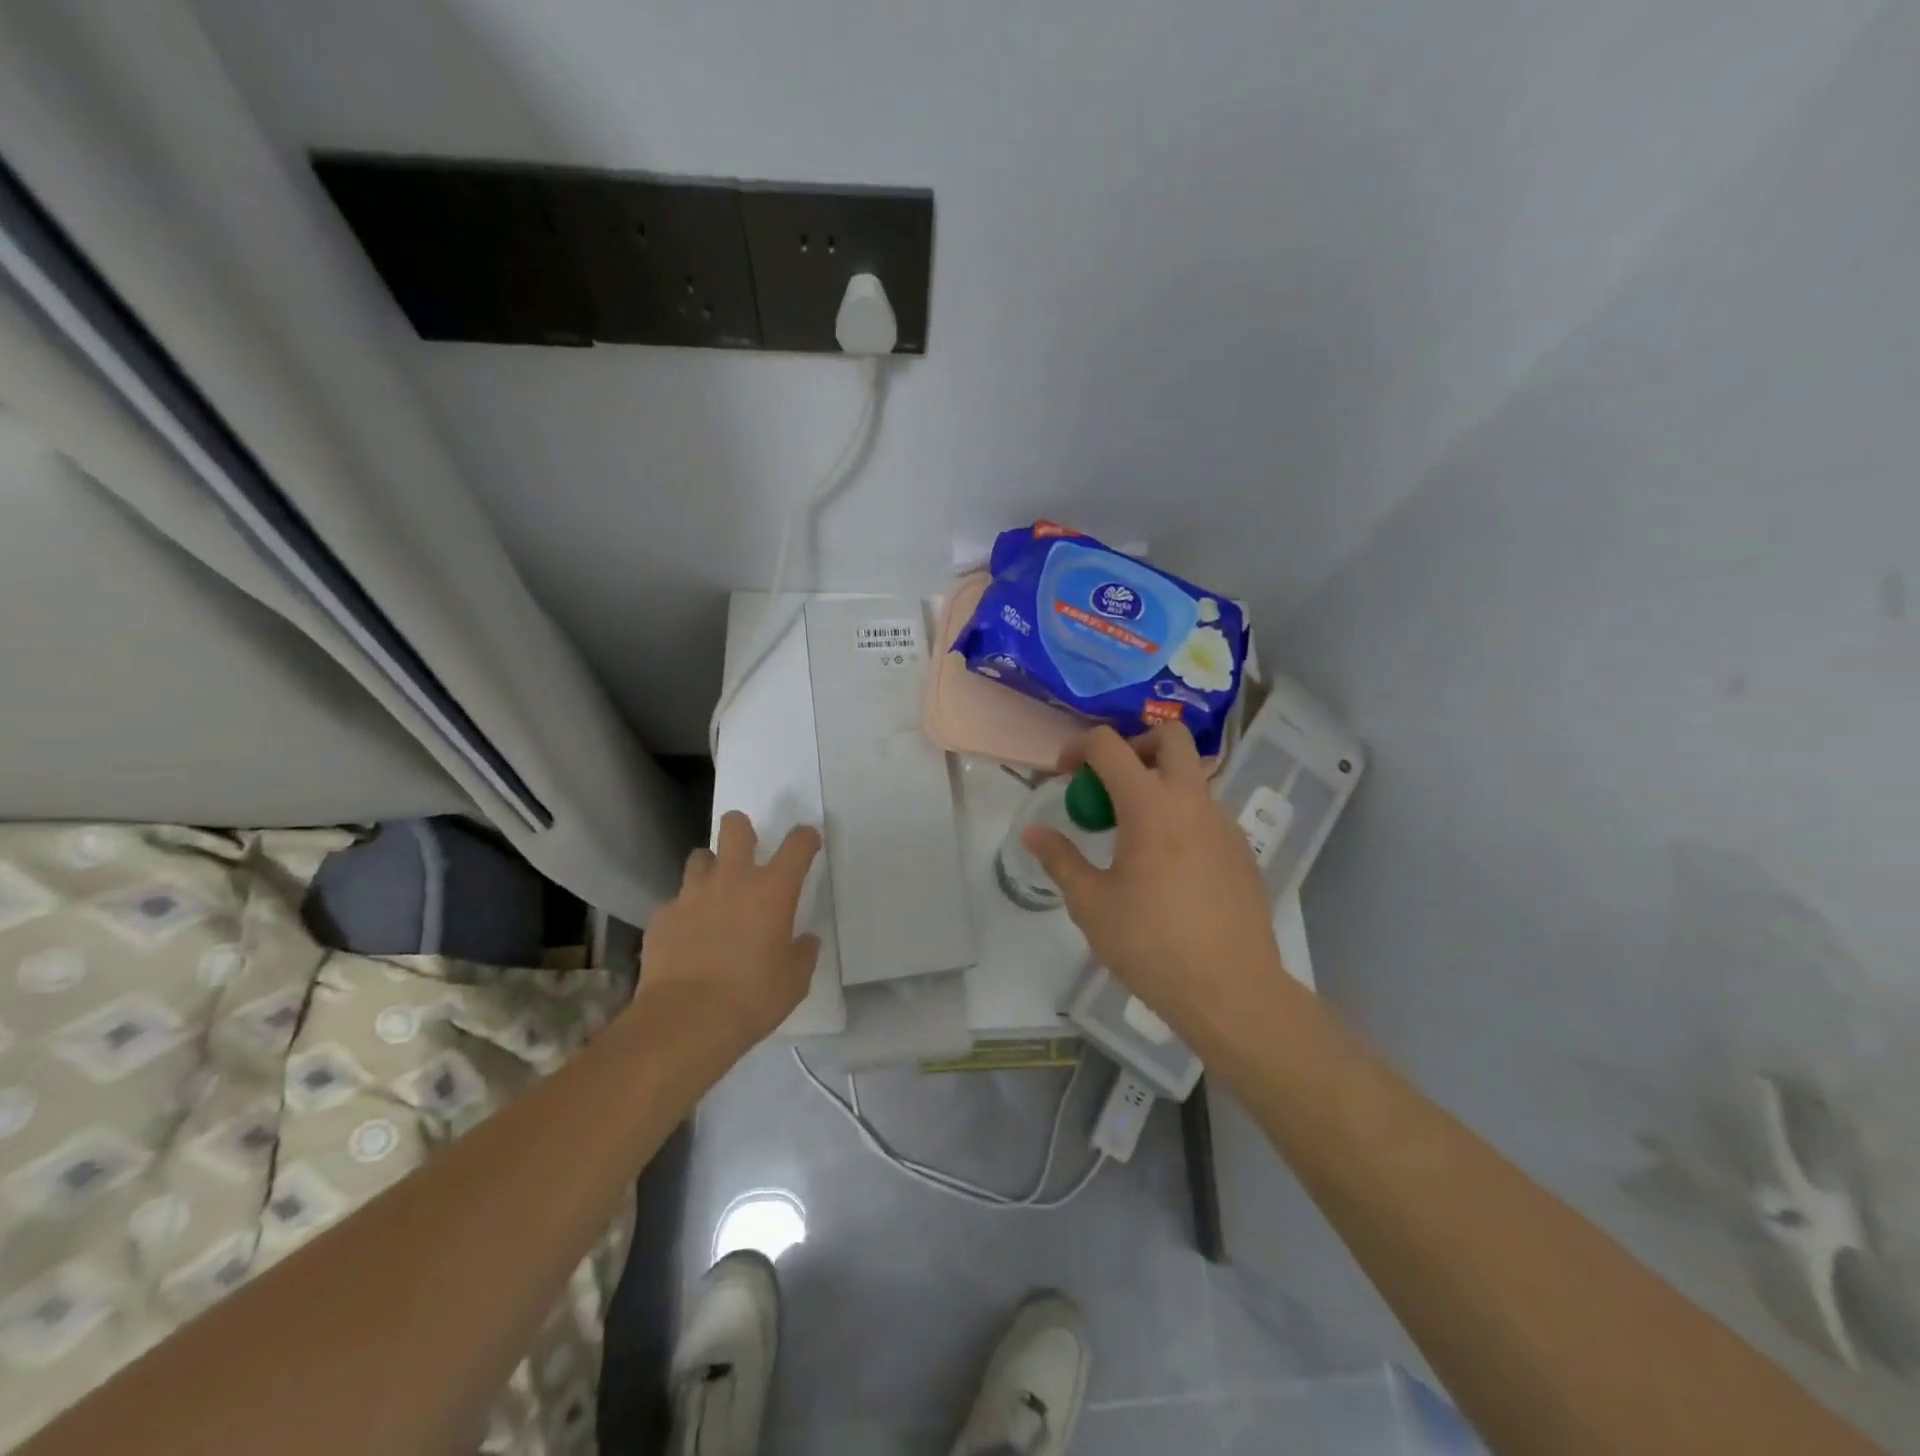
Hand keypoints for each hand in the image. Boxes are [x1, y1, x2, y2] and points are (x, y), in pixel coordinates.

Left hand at [636, 812, 821, 1053]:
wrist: (685, 1021)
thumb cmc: (751, 998)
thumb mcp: (794, 981)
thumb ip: (803, 953)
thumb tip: (804, 941)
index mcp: (773, 890)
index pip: (798, 844)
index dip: (806, 838)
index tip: (807, 844)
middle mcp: (732, 880)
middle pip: (735, 827)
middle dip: (742, 828)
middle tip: (747, 850)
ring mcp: (692, 895)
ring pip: (700, 858)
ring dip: (710, 868)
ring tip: (714, 894)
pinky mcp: (662, 917)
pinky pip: (676, 903)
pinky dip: (685, 913)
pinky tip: (688, 938)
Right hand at [1024, 724, 1293, 1052]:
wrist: (1231, 992)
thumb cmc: (1151, 945)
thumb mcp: (1091, 904)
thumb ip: (1060, 860)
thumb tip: (1033, 832)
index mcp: (1150, 805)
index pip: (1110, 745)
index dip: (1078, 747)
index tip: (1063, 774)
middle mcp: (1192, 801)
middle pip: (1170, 737)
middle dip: (1134, 743)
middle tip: (1109, 780)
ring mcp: (1224, 823)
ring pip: (1191, 775)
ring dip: (1158, 782)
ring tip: (1133, 832)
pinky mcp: (1242, 850)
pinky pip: (1206, 812)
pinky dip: (1180, 815)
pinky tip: (1166, 865)